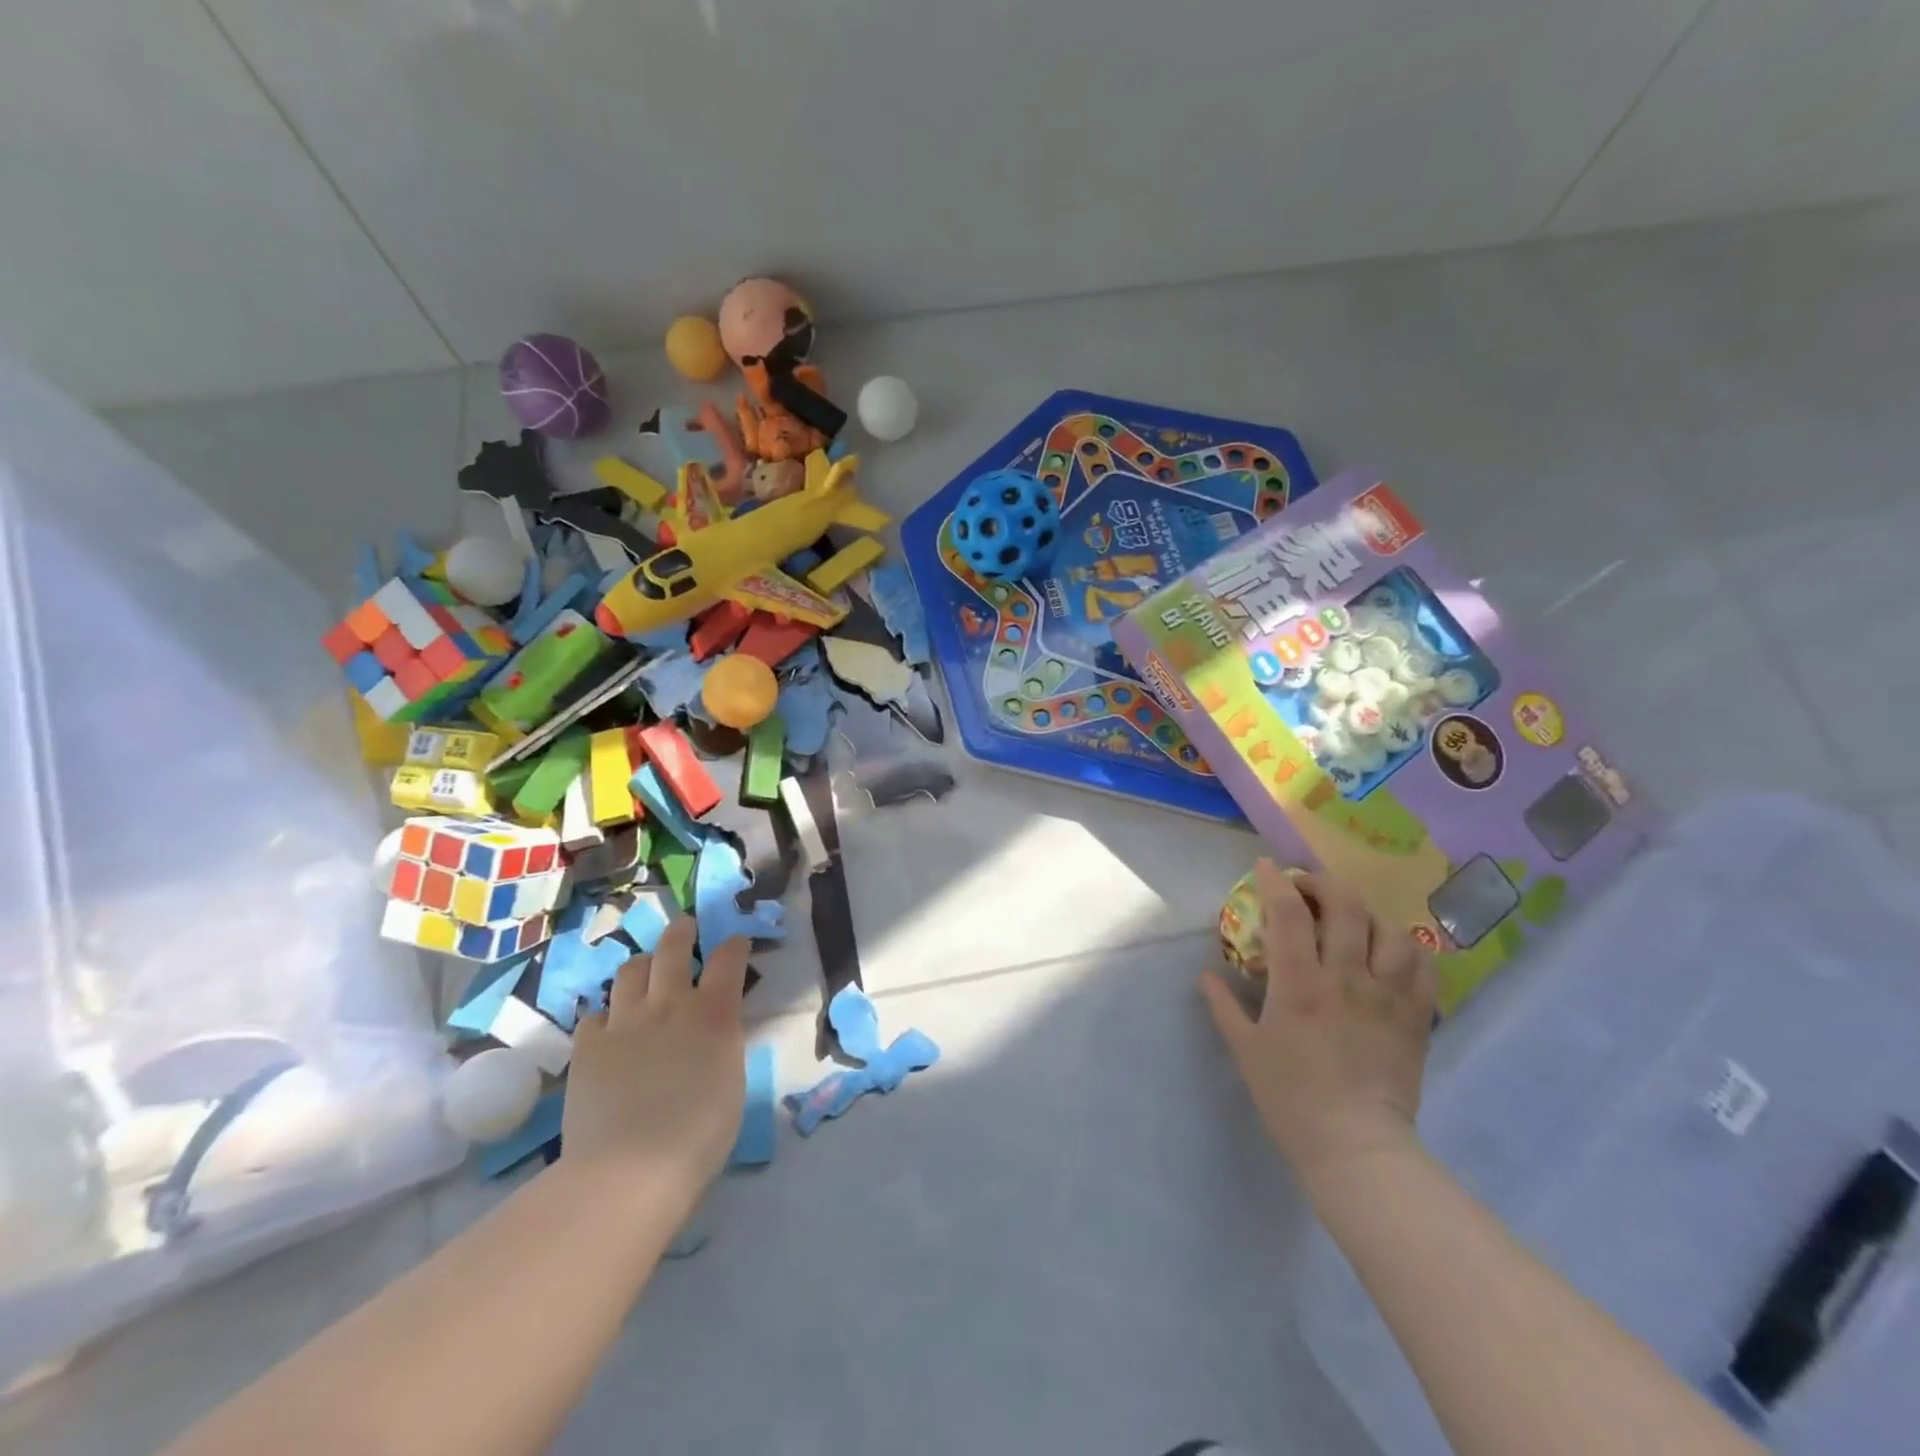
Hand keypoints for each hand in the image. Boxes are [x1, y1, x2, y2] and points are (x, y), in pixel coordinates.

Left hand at [562, 919, 749, 1205]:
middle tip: (685, 927)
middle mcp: (669, 1005)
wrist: (630, 1168)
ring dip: (642, 965)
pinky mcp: (587, 1046)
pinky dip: (606, 1014)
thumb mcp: (731, 1080)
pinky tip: (609, 1028)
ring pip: (630, 971)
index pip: (728, 960)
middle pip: (673, 948)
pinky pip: (595, 1014)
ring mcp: (624, 1022)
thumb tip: (714, 1028)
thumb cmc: (700, 1134)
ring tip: (644, 972)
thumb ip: (722, 1042)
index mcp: (714, 1014)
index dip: (734, 946)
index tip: (736, 943)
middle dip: (682, 932)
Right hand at [1201, 862, 1435, 1186]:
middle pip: (1345, 906)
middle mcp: (1346, 978)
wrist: (1354, 1147)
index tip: (1266, 867)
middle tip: (1307, 887)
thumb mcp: (1245, 1049)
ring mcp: (1386, 996)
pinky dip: (1409, 949)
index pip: (1288, 913)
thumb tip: (1207, 974)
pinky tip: (1393, 951)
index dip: (1276, 881)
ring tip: (1352, 918)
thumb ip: (1223, 1005)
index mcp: (1299, 984)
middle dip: (1323, 883)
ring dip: (1367, 914)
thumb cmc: (1290, 1097)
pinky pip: (1424, 968)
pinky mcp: (1415, 1017)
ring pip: (1389, 930)